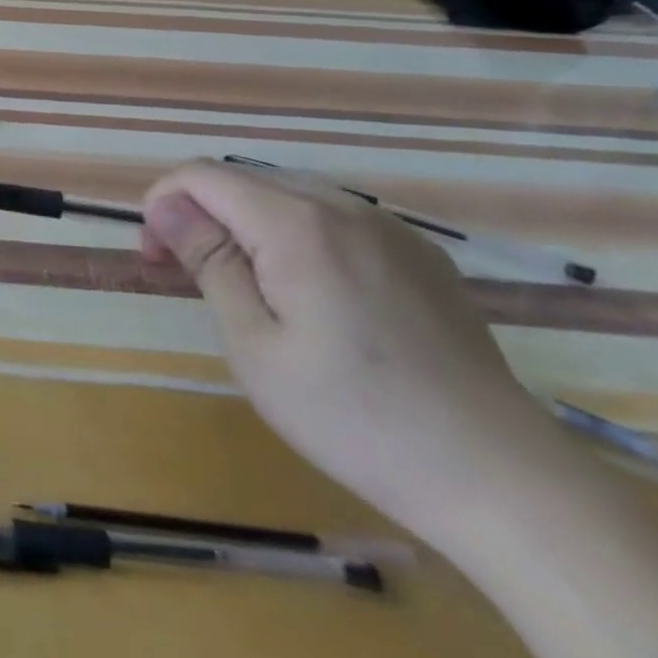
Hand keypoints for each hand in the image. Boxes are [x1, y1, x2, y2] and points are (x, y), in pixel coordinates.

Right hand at [140, 160, 563, 545]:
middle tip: (187, 275)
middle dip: (200, 214)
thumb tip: (167, 206)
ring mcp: (390, 228)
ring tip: (246, 287)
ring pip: (288, 197)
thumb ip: (209, 262)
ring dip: (247, 225)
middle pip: (243, 181)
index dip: (163, 204)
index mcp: (296, 224)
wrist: (503, 481)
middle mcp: (343, 207)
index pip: (202, 176)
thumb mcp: (255, 346)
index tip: (154, 257)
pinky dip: (297, 238)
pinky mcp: (421, 255)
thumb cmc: (355, 418)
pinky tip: (312, 296)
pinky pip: (336, 221)